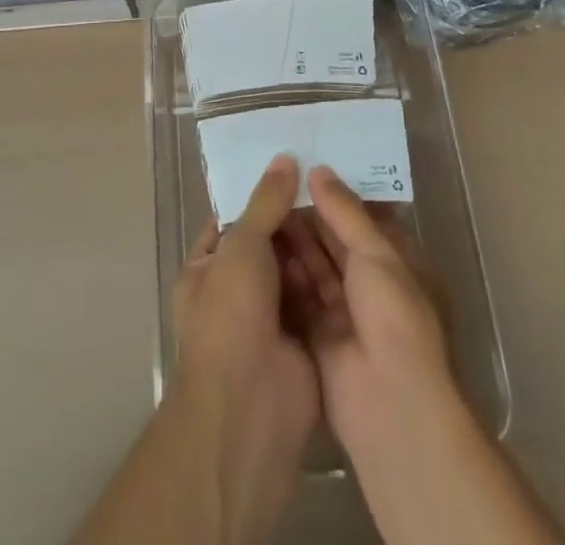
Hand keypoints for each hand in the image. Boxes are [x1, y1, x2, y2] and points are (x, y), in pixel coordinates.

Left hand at [169, 154, 319, 538]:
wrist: (251, 407)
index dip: (259, 195)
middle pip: (268, 245)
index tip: (293, 166)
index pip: (232, 221)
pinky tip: (359, 244)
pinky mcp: (303, 341)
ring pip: (296, 271)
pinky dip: (333, 278)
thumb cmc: (231, 315)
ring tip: (350, 202)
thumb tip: (285, 158)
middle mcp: (235, 293)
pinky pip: (318, 299)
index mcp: (206, 270)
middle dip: (294, 219)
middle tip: (330, 179)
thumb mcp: (242, 246)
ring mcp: (270, 320)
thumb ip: (265, 202)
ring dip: (317, 245)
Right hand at [276, 164, 458, 458]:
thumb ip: (344, 211)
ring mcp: (346, 313)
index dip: (337, 196)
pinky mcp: (319, 336)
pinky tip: (259, 247)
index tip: (305, 169)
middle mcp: (372, 286)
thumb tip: (319, 170)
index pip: (363, 221)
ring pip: (315, 267)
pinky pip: (299, 297)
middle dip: (309, 217)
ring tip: (261, 207)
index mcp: (397, 263)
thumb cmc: (394, 315)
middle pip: (336, 242)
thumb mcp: (375, 252)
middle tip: (274, 184)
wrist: (390, 402)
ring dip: (293, 242)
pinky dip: (283, 275)